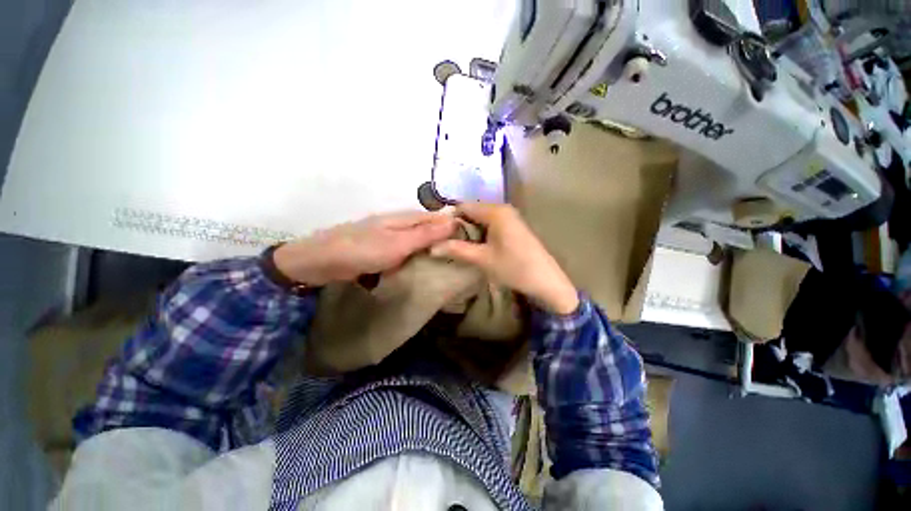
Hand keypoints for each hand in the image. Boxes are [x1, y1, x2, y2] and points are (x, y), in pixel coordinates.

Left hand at [273, 211, 456, 285]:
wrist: (322, 261)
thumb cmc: (363, 250)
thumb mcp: (399, 243)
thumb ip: (426, 234)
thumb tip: (454, 221)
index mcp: (406, 217)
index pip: (438, 217)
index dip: (454, 225)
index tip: (471, 239)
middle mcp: (400, 223)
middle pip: (429, 228)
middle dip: (444, 239)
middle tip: (462, 255)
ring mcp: (391, 236)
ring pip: (418, 240)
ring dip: (431, 249)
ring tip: (448, 262)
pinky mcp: (383, 249)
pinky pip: (407, 251)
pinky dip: (416, 257)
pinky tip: (423, 266)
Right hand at [430, 203, 578, 314]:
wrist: (546, 282)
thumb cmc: (514, 268)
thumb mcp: (482, 259)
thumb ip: (457, 250)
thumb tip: (431, 248)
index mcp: (495, 212)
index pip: (464, 206)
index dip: (448, 218)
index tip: (437, 233)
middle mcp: (503, 209)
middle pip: (472, 211)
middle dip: (458, 225)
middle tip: (444, 241)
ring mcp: (510, 217)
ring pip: (481, 219)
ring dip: (469, 231)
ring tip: (456, 245)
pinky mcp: (513, 227)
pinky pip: (490, 224)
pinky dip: (480, 233)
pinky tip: (474, 246)